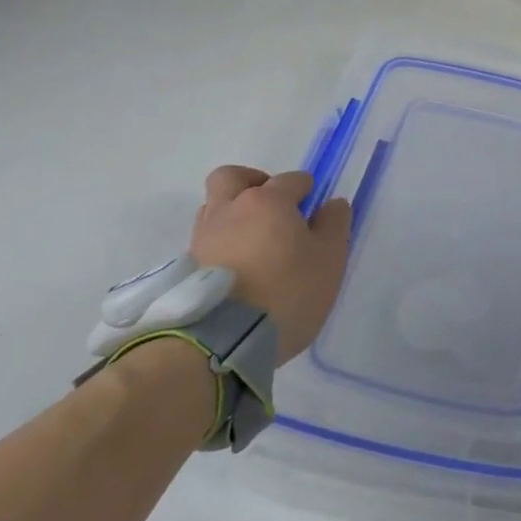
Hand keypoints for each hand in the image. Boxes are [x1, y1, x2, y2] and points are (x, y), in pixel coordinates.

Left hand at [189, 165, 351, 363]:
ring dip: (233, 214)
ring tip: (254, 242)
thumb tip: (332, 204)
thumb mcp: (329, 259)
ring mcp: (202, 238)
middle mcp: (229, 209)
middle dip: (253, 182)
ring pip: (214, 208)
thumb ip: (334, 224)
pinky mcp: (186, 268)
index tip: (315, 213)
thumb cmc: (286, 291)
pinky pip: (206, 241)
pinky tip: (237, 267)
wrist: (220, 343)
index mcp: (268, 201)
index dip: (307, 191)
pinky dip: (221, 244)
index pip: (291, 180)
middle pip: (232, 177)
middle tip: (273, 206)